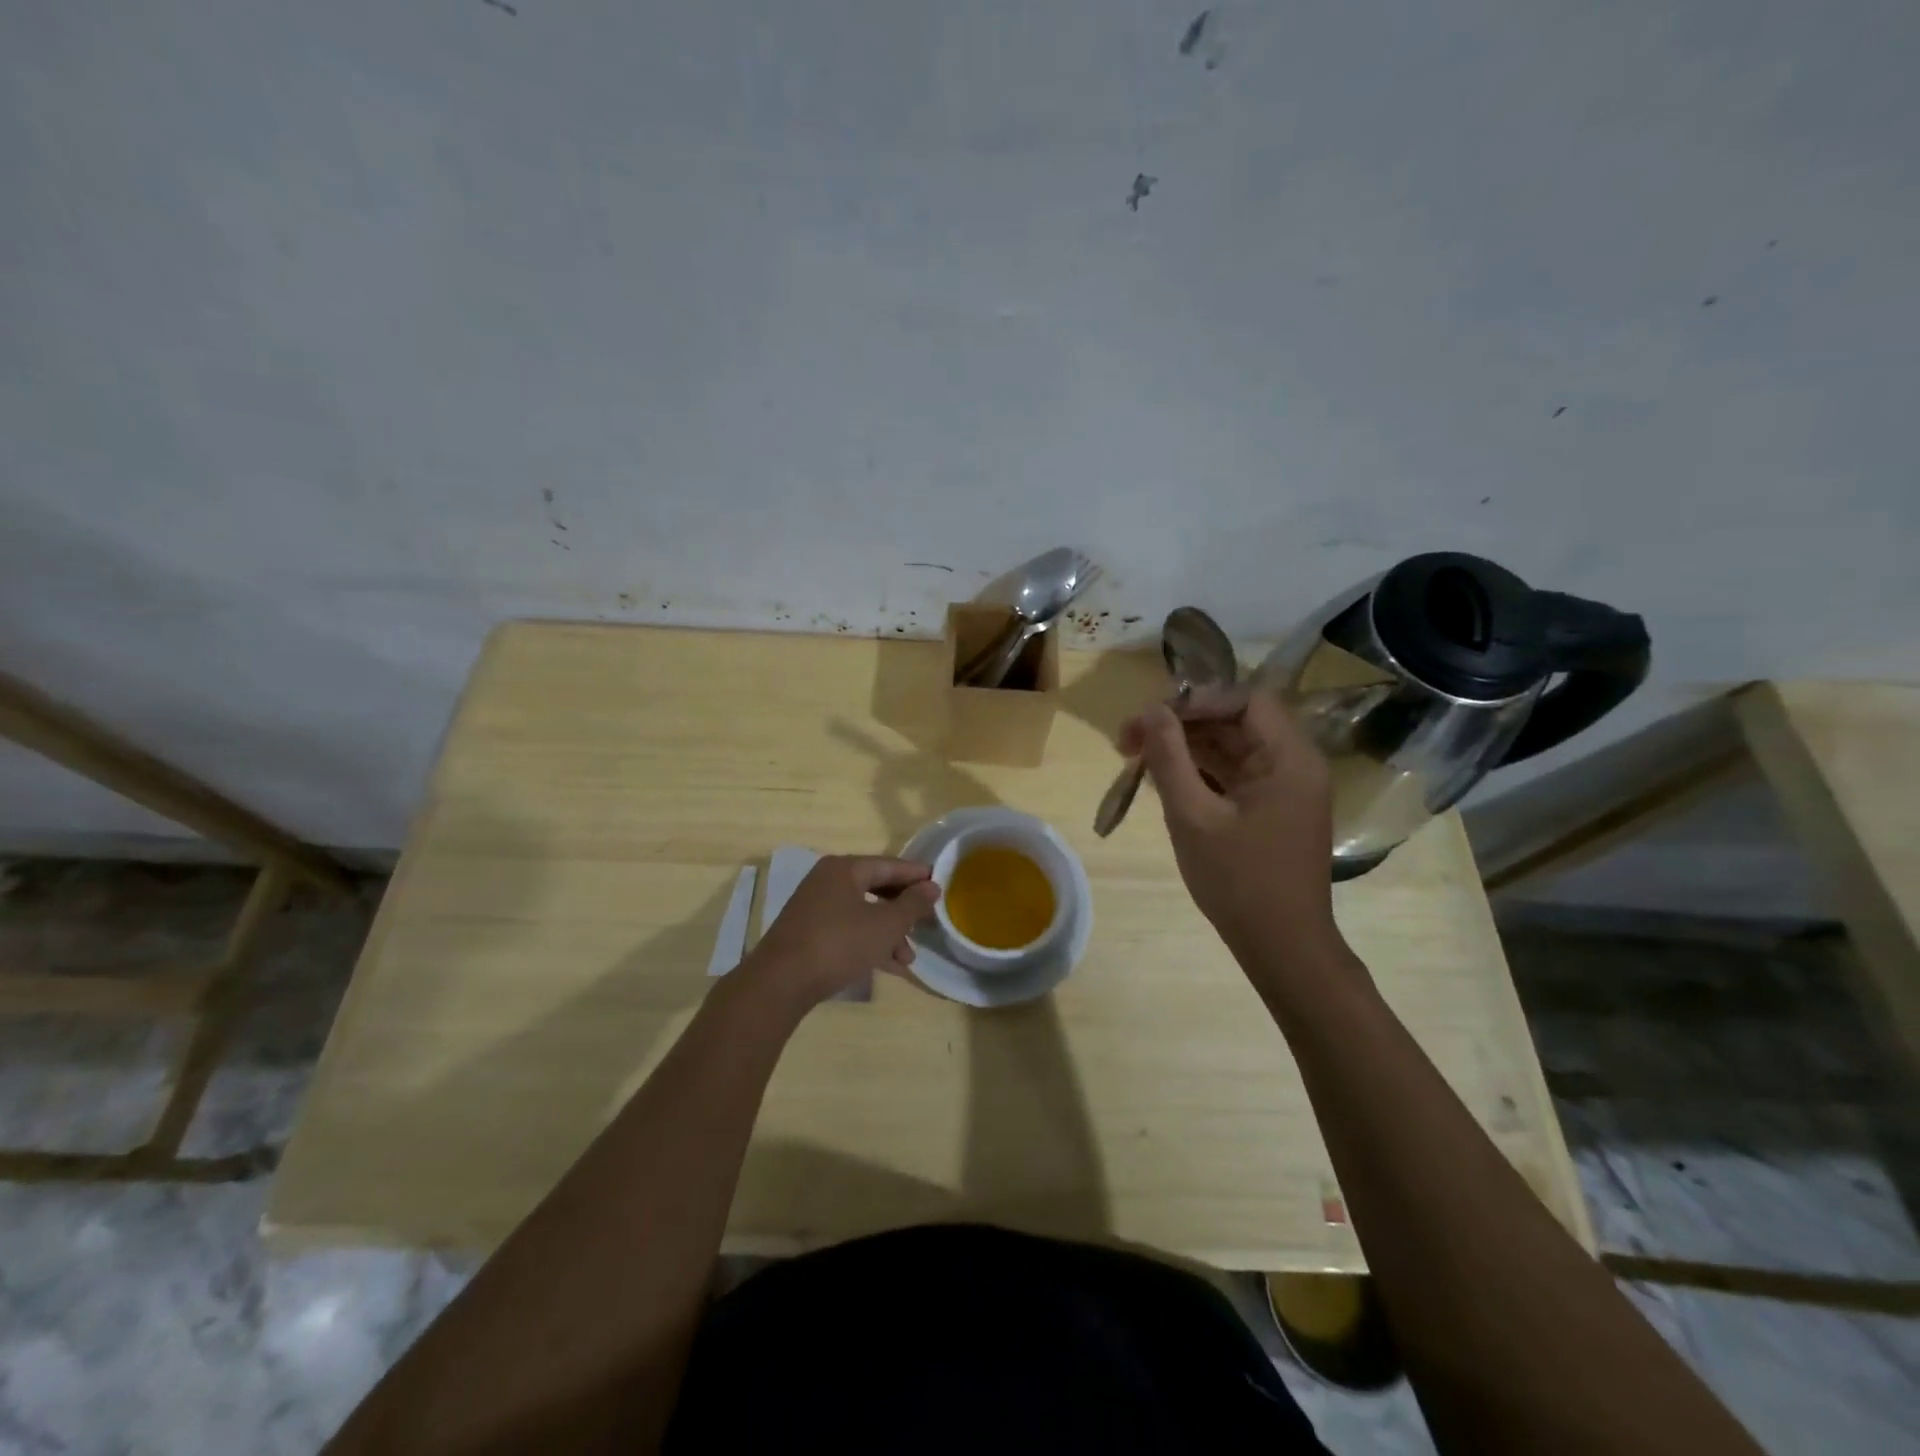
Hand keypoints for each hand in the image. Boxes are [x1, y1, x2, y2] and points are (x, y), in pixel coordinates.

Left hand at [739, 856, 940, 1010]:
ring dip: (889, 933)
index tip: (941, 885)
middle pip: (876, 888)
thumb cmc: (838, 944)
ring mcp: (815, 907)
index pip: (889, 865)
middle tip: (927, 922)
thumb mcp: (885, 925)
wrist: (780, 983)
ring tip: (909, 957)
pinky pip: (848, 930)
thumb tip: (932, 886)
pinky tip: (888, 966)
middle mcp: (828, 881)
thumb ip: (912, 904)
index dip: (916, 875)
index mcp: (845, 869)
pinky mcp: (808, 933)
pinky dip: (869, 943)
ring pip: (863, 912)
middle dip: (903, 909)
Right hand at [1119, 686, 1341, 960]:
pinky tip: (1162, 778)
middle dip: (1181, 724)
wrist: (1281, 947)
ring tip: (1135, 757)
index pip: (1246, 701)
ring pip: (1230, 749)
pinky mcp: (1270, 810)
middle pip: (1235, 722)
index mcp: (1290, 758)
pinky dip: (1198, 772)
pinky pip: (1232, 775)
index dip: (1196, 700)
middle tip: (1129, 738)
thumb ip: (1169, 757)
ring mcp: (1283, 789)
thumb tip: (1150, 711)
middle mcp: (1294, 765)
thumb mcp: (1193, 816)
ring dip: (1185, 748)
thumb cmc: (1239, 881)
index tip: (1151, 716)